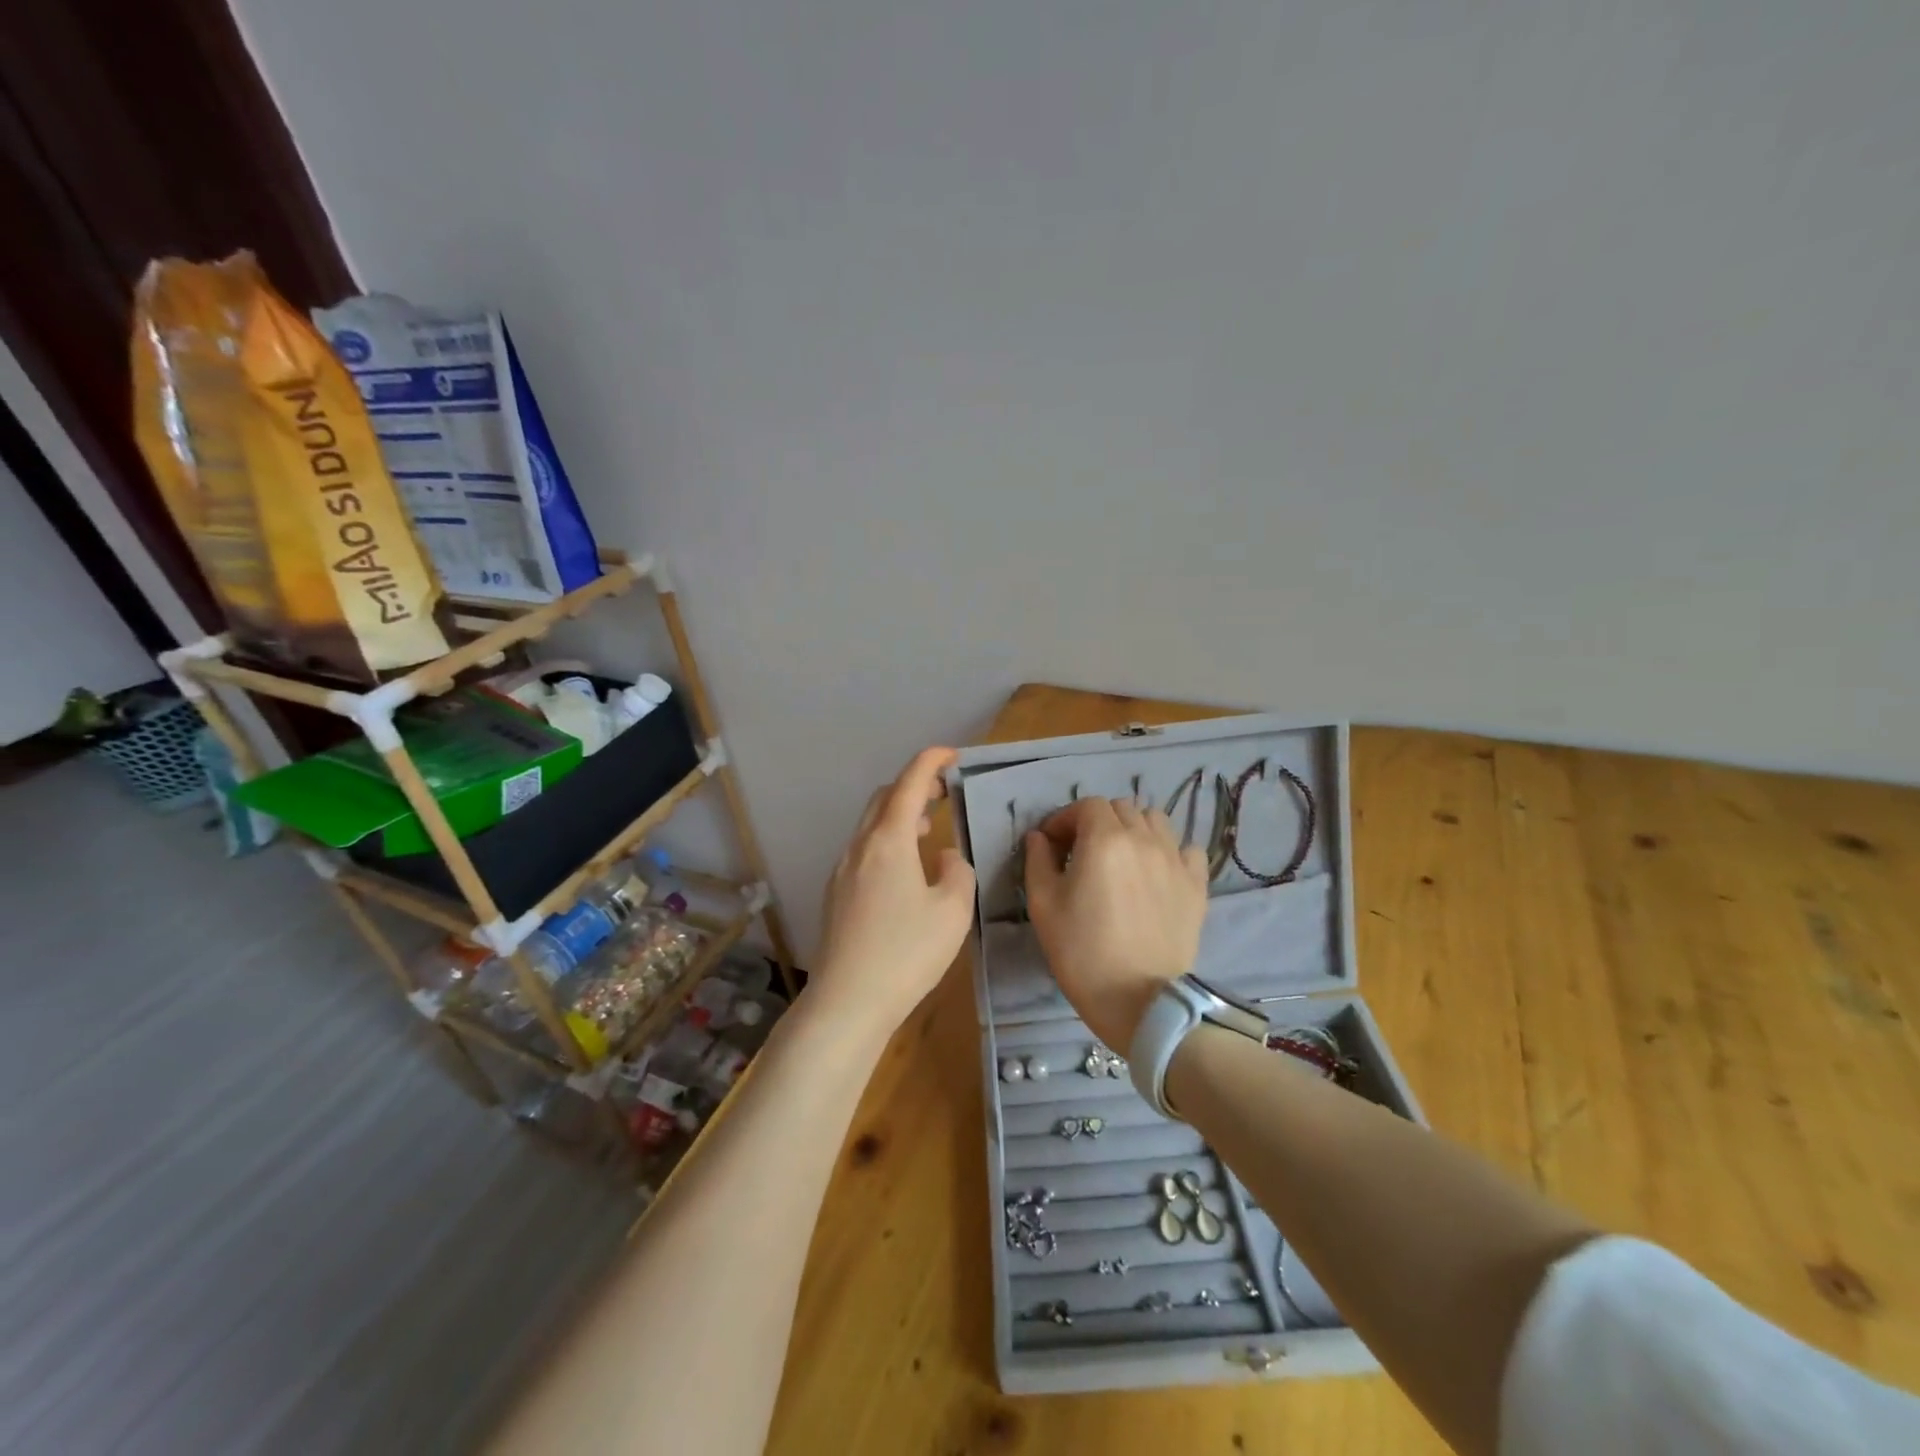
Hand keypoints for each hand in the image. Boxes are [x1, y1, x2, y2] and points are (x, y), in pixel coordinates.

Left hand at [813, 747, 976, 1039]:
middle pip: (883, 798)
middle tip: (944, 792)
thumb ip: (956, 871)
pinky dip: (886, 841)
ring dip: (898, 814)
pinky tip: (904, 869)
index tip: (952, 754)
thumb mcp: (952, 911)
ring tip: (927, 827)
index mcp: (887, 841)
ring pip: (870, 825)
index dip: (930, 761)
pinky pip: (863, 851)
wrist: (847, 1002)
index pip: (909, 783)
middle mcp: (859, 847)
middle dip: (913, 786)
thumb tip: (942, 857)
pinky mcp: (835, 895)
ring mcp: (842, 871)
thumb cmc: (906, 953)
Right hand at [1024, 797, 1207, 1052]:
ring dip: (1134, 829)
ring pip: (1156, 821)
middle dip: (1096, 822)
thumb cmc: (1082, 952)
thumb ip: (1038, 861)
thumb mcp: (1043, 905)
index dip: (1064, 819)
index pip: (1086, 806)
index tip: (1051, 844)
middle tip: (1081, 852)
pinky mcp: (1197, 885)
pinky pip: (1186, 849)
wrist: (1139, 1000)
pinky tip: (1155, 872)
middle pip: (1121, 808)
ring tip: (1121, 858)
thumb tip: (1039, 837)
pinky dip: (1169, 851)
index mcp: (1105, 839)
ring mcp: (1176, 860)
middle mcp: (1145, 839)